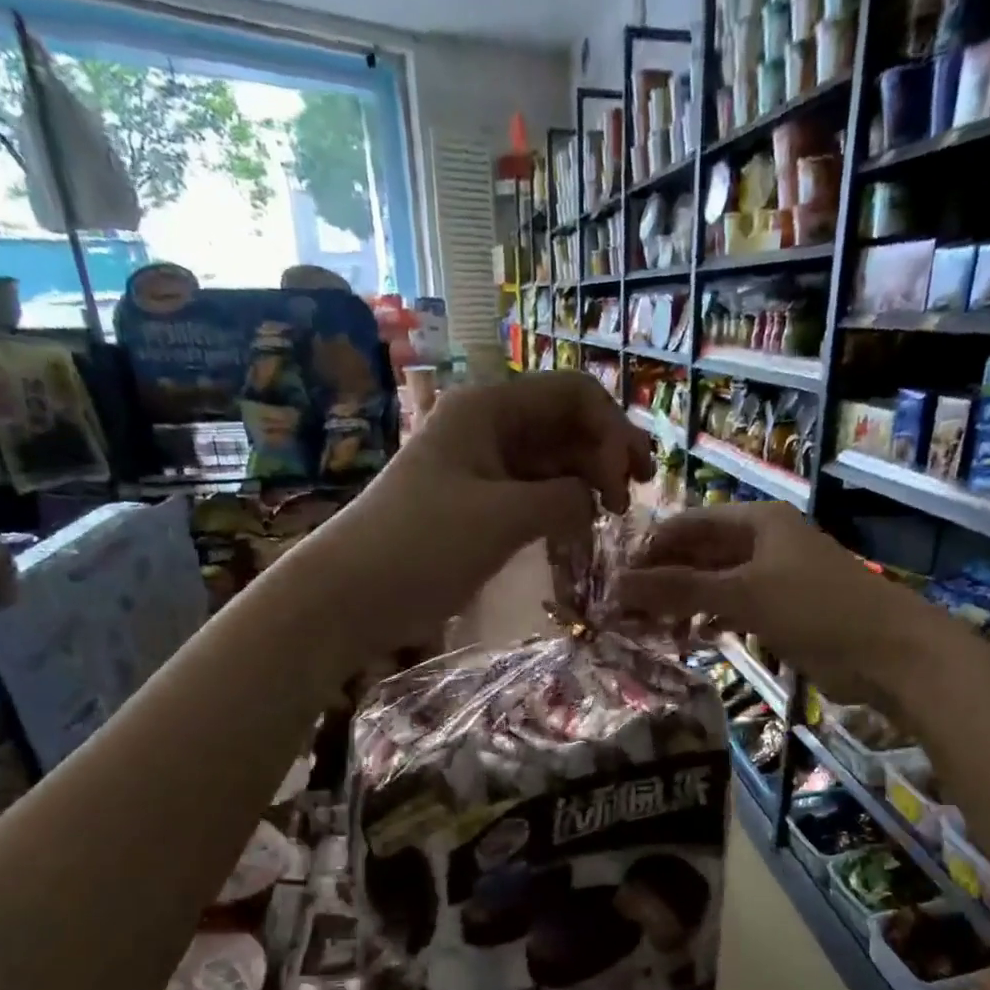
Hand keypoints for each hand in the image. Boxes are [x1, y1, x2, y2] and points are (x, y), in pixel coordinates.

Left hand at [321, 371, 651, 648]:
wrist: (352, 593)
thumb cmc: (422, 545)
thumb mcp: (502, 518)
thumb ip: (563, 500)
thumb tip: (594, 502)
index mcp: (489, 409)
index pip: (573, 396)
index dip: (612, 432)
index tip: (627, 485)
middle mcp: (488, 427)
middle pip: (566, 424)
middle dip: (606, 454)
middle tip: (636, 497)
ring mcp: (483, 466)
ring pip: (552, 460)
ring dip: (587, 482)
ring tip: (613, 518)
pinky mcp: (478, 503)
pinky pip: (534, 492)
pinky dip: (561, 505)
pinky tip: (580, 529)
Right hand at [615, 502, 920, 702]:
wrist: (888, 653)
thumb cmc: (815, 609)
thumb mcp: (742, 594)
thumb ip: (679, 589)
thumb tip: (616, 585)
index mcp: (757, 522)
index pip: (689, 524)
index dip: (651, 548)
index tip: (616, 579)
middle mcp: (764, 544)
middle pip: (700, 555)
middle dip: (664, 580)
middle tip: (625, 611)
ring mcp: (775, 580)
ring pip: (716, 585)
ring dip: (684, 604)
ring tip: (648, 629)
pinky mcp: (783, 613)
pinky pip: (735, 610)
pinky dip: (711, 621)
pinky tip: (690, 638)